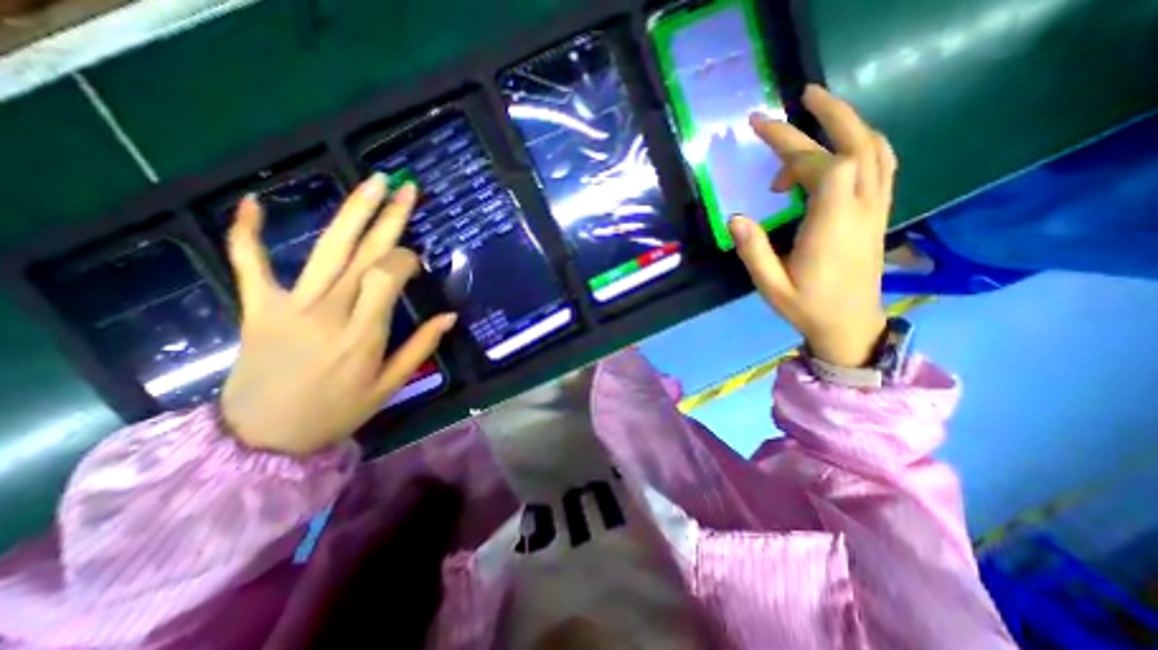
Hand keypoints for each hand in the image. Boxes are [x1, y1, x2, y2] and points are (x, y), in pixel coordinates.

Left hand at [219, 172, 453, 456]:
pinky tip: (253, 200)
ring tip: (371, 182)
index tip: (416, 260)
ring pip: (325, 249)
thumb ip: (421, 347)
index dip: (405, 259)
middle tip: (406, 187)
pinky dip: (247, 232)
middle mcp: (329, 311)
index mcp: (364, 334)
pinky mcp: (257, 307)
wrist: (263, 438)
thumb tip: (450, 316)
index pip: (388, 276)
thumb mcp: (390, 385)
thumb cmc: (338, 412)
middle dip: (389, 217)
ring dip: (351, 212)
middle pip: (363, 253)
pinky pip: (249, 264)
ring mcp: (289, 306)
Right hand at [732, 83, 893, 368]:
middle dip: (830, 114)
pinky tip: (841, 146)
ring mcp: (876, 209)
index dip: (793, 147)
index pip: (823, 167)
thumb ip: (753, 251)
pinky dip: (862, 144)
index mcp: (831, 227)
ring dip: (849, 123)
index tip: (762, 135)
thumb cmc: (807, 307)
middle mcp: (860, 209)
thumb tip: (736, 217)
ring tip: (819, 111)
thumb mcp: (771, 286)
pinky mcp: (878, 213)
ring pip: (875, 150)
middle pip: (858, 145)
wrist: (850, 325)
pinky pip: (880, 165)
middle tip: (802, 95)